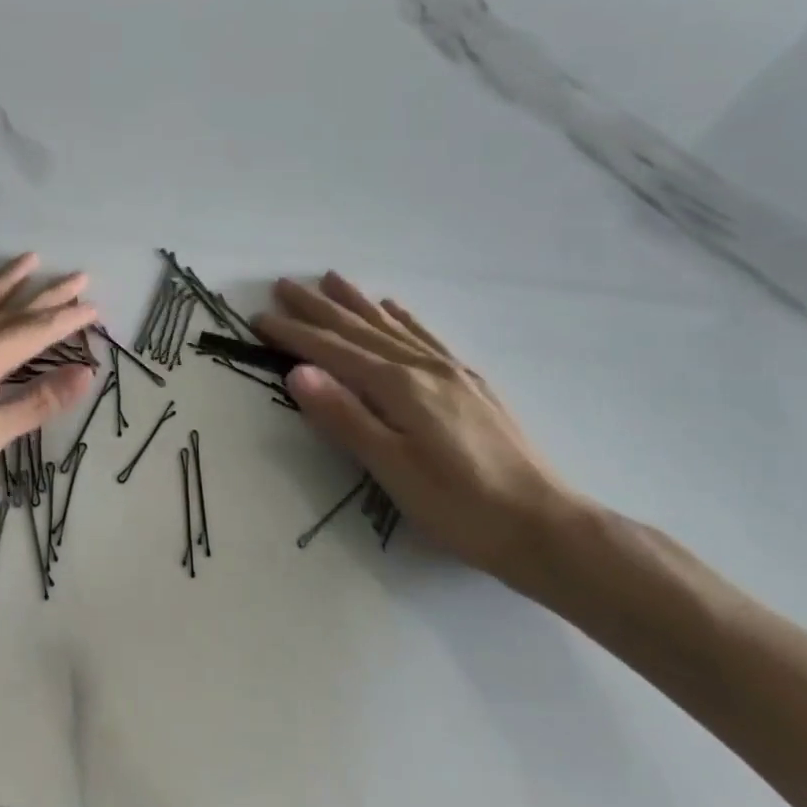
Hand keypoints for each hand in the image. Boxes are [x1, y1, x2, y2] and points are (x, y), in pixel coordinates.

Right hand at [256, 273, 590, 584]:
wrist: (547, 527)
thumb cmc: (460, 506)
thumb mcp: (392, 468)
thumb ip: (344, 416)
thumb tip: (298, 371)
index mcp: (399, 387)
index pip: (333, 352)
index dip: (294, 334)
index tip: (259, 317)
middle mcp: (423, 368)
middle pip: (359, 329)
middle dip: (318, 308)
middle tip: (283, 284)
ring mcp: (451, 373)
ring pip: (392, 326)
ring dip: (357, 303)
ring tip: (331, 279)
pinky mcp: (470, 384)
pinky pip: (426, 337)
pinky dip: (403, 319)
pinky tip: (395, 309)